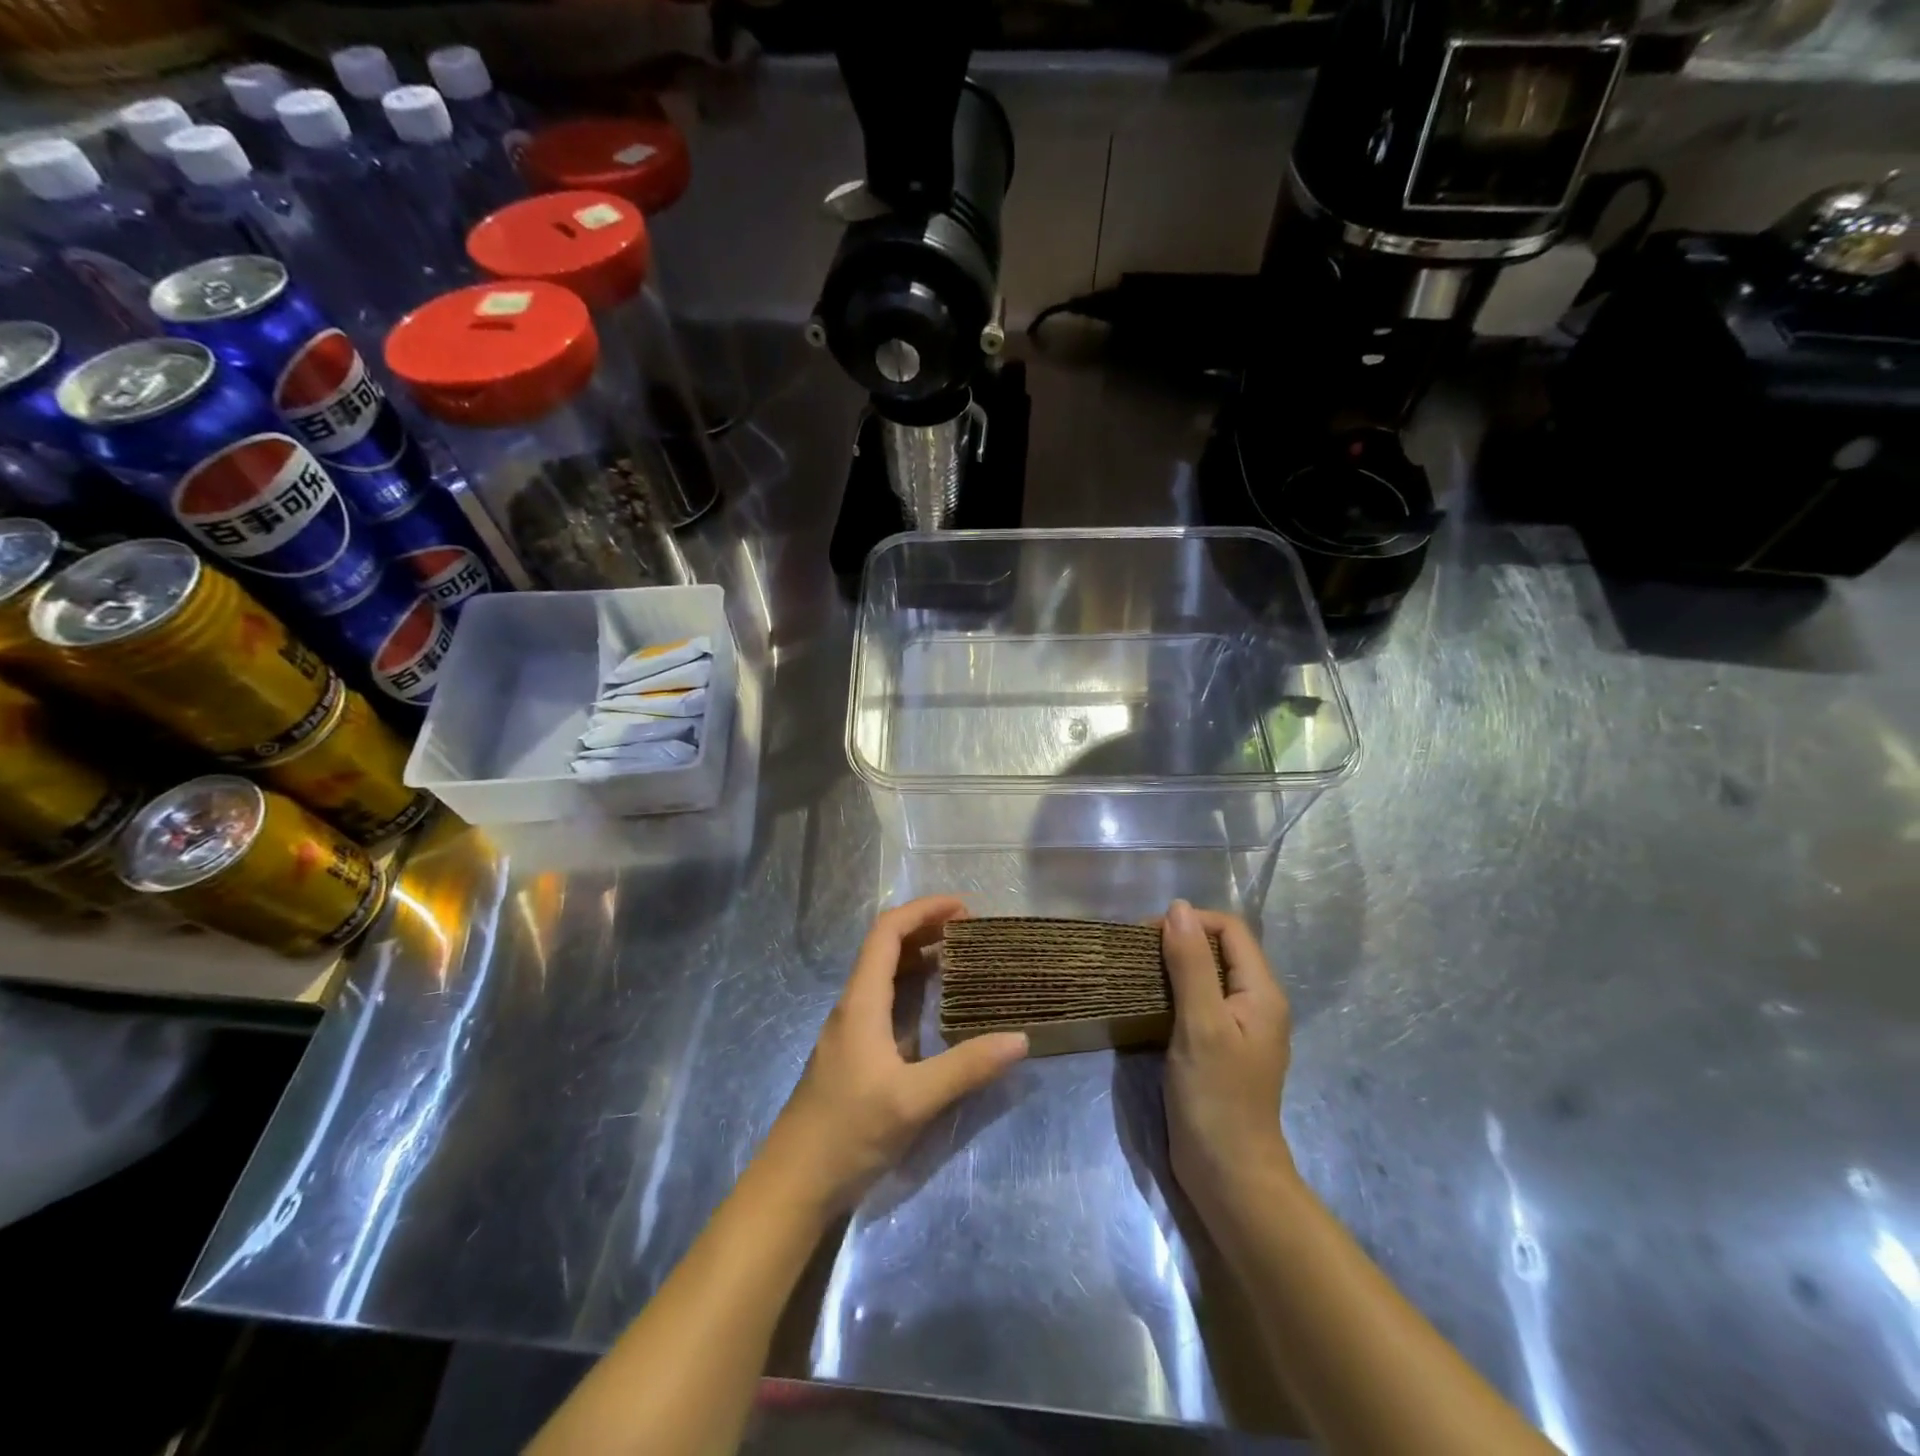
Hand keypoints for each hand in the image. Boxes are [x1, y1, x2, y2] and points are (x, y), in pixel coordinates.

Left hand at [763, 896, 1027, 1214]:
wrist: (794, 1183)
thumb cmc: (848, 1132)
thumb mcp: (913, 1100)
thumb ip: (965, 1068)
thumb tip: (1020, 1039)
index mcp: (861, 1002)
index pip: (887, 932)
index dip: (923, 910)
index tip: (963, 908)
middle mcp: (853, 1005)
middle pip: (885, 946)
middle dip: (926, 928)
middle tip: (971, 932)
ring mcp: (851, 1029)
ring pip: (884, 974)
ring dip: (919, 956)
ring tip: (961, 958)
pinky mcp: (854, 1052)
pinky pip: (885, 1000)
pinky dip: (913, 987)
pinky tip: (937, 1007)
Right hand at [1161, 900, 1294, 1214]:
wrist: (1228, 1175)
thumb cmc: (1216, 1097)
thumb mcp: (1200, 1024)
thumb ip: (1190, 964)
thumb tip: (1178, 908)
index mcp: (1262, 992)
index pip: (1230, 929)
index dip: (1191, 922)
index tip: (1147, 935)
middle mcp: (1256, 1003)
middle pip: (1220, 949)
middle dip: (1179, 940)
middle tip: (1136, 952)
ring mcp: (1238, 1027)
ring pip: (1207, 975)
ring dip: (1173, 965)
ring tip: (1136, 971)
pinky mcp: (1219, 1046)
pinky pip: (1199, 1002)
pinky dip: (1174, 992)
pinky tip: (1148, 1002)